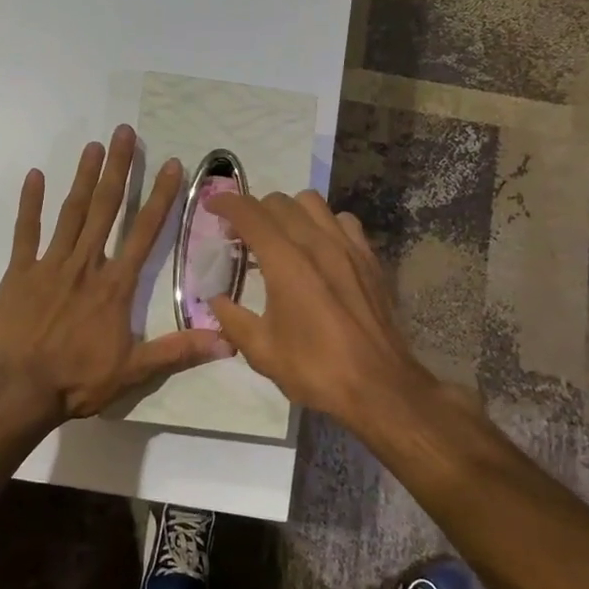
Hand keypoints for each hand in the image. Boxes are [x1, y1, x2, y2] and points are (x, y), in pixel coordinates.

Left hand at [0, 125, 232, 421]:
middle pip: (106, 209)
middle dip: (118, 169)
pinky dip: (29, 204)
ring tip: (93, 145)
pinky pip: (25, 232)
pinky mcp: (19, 273)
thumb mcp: (134, 371)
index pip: (144, 232)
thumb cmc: (76, 380)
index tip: (169, 164)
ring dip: (83, 177)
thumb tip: (227, 342)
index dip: (159, 197)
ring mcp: (49, 265)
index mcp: (115, 285)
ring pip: (71, 213)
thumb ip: (178, 351)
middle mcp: (86, 265)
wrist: (17, 390)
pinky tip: (34, 176)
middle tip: (124, 132)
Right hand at [205, 189, 439, 432]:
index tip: (210, 206)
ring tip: (280, 237)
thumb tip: (216, 299)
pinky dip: (324, 224)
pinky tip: (320, 249)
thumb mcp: (261, 351)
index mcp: (286, 262)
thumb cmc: (315, 369)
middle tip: (241, 237)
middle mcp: (317, 242)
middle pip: (279, 202)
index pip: (249, 214)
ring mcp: (348, 247)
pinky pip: (344, 221)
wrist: (378, 386)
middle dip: (253, 211)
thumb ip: (231, 319)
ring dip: (289, 212)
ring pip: (313, 203)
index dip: (225, 203)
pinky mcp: (370, 258)